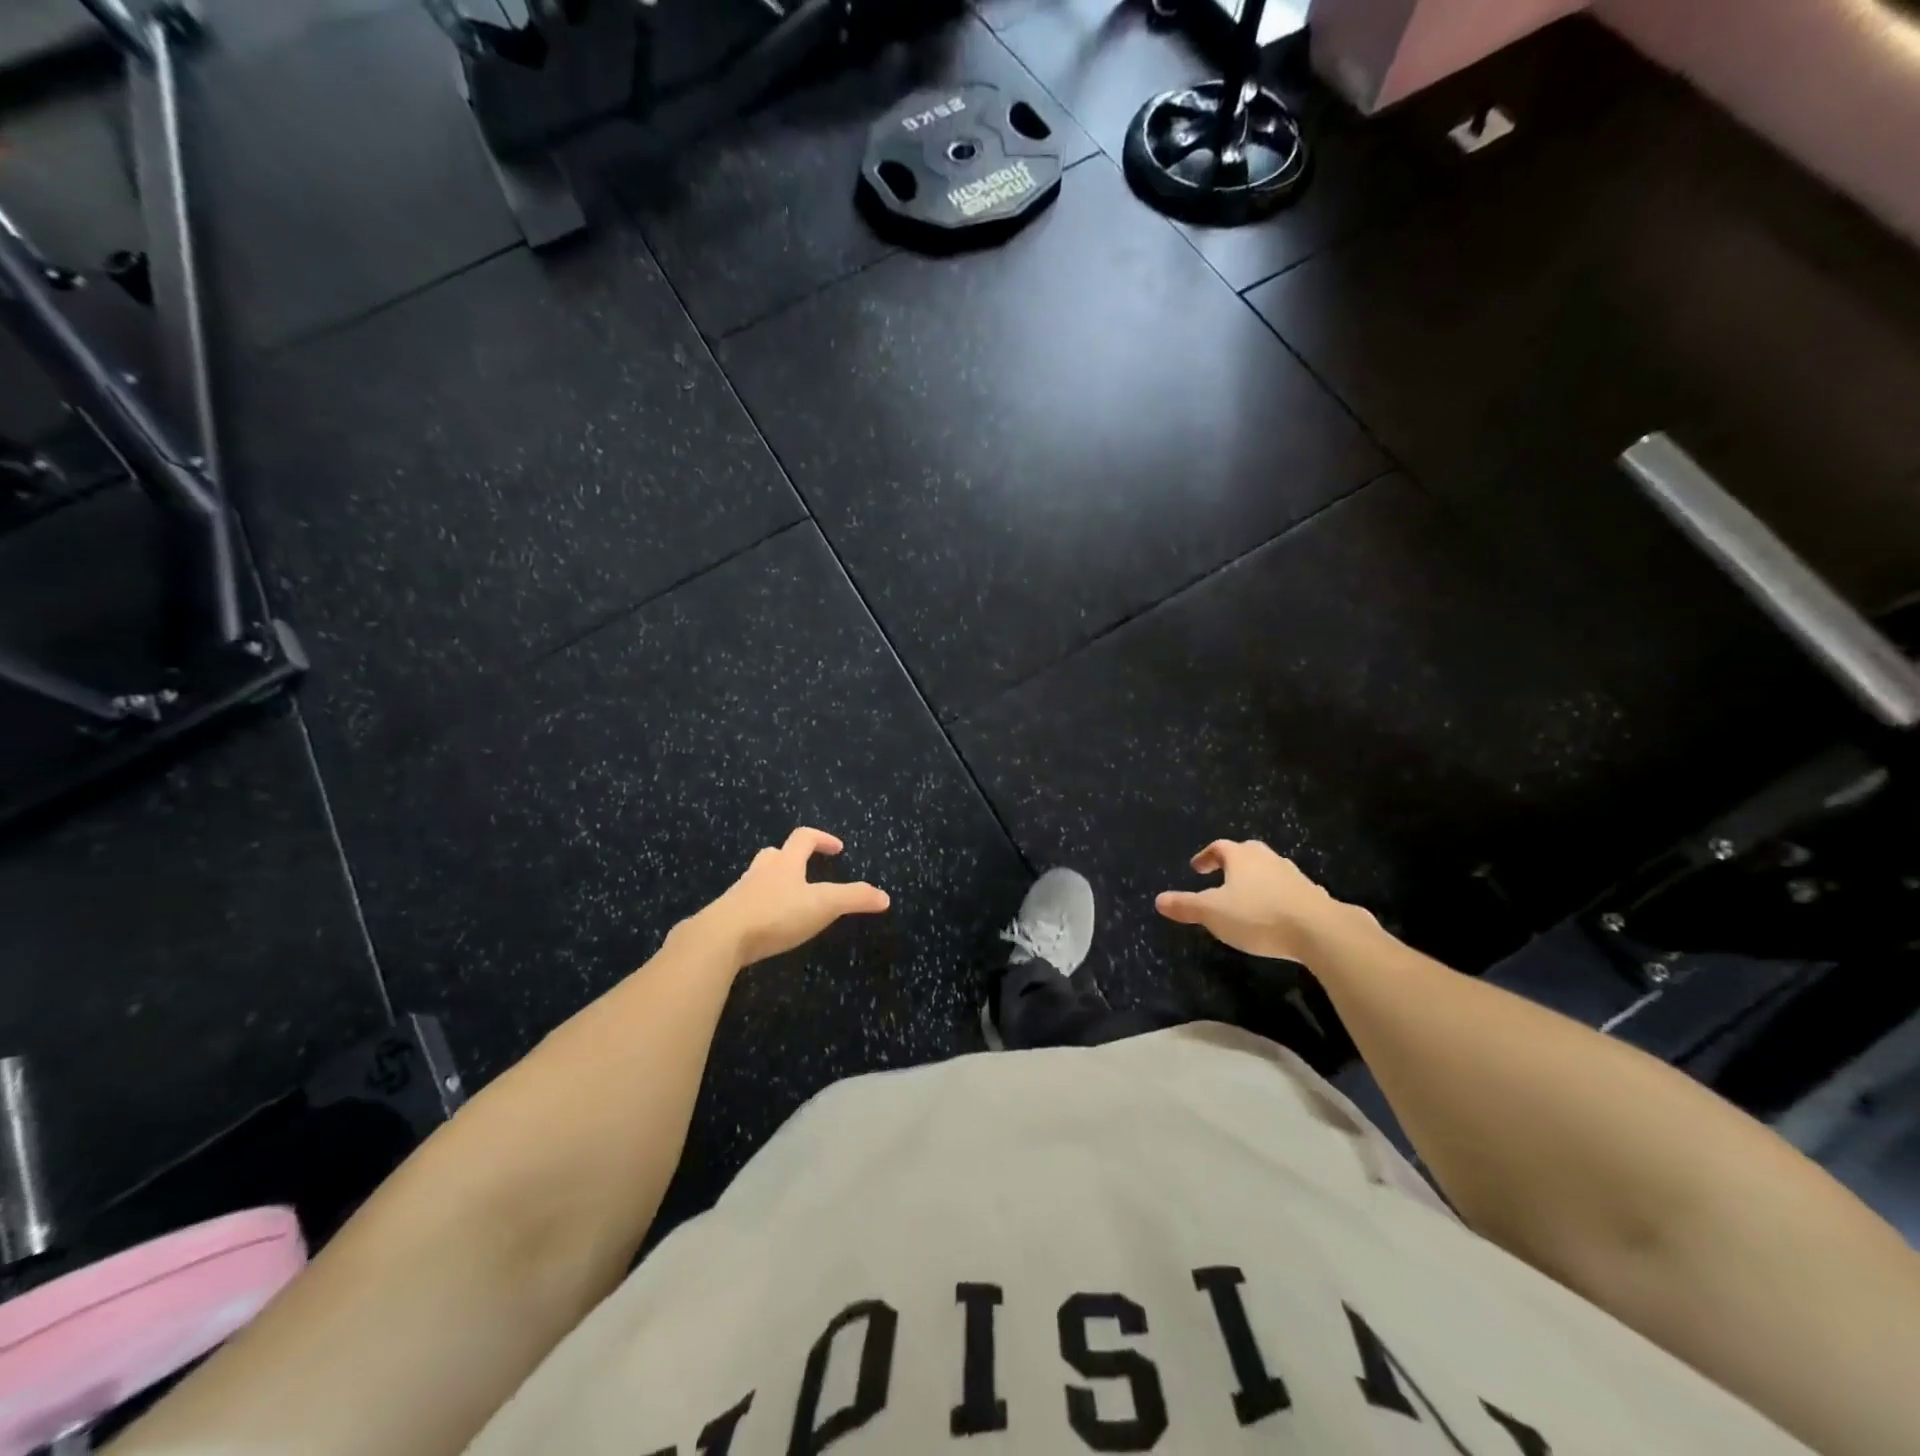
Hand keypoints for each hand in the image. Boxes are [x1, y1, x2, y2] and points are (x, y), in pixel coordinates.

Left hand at [691, 828, 889, 966]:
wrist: (719, 938)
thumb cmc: (775, 914)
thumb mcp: (823, 905)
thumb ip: (854, 898)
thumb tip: (885, 896)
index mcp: (785, 863)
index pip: (804, 838)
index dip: (822, 838)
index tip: (837, 848)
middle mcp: (761, 872)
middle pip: (775, 854)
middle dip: (792, 858)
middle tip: (807, 871)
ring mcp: (740, 894)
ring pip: (757, 879)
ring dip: (773, 883)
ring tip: (788, 902)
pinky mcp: (725, 917)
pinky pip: (745, 905)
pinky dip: (757, 909)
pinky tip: (765, 927)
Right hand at [1155, 839, 1367, 962]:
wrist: (1320, 930)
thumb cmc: (1258, 915)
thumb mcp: (1213, 913)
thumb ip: (1186, 906)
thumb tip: (1158, 900)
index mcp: (1242, 857)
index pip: (1219, 847)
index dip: (1206, 856)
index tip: (1196, 868)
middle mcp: (1268, 860)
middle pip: (1248, 852)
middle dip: (1234, 862)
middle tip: (1223, 875)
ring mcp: (1294, 876)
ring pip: (1271, 870)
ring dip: (1258, 879)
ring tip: (1249, 896)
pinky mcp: (1314, 896)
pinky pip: (1290, 890)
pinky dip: (1279, 896)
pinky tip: (1277, 913)